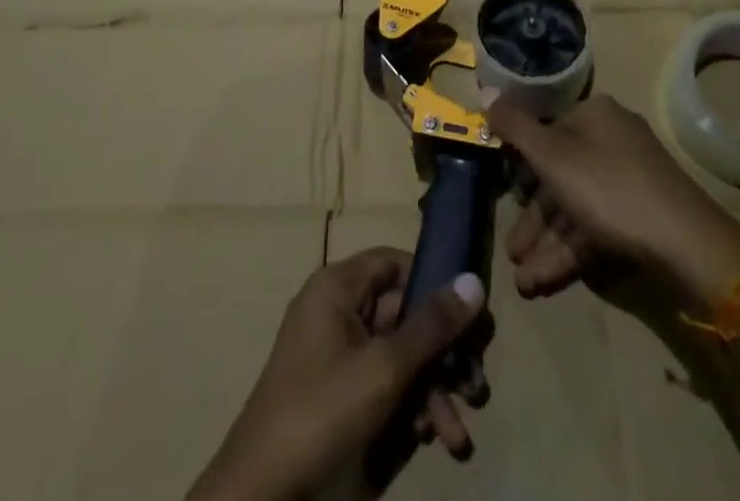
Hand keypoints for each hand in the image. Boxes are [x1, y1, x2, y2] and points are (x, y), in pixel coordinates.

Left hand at [187, 248, 488, 500]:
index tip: (471, 313)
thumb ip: (432, 325)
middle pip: (404, 313)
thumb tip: (474, 280)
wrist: (262, 498)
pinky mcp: (342, 398)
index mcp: (338, 287)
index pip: (395, 262)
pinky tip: (432, 441)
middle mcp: (338, 312)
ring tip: (458, 434)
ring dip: (434, 391)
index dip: (434, 281)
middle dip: (443, 353)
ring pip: (400, 356)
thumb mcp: (385, 367)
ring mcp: (339, 357)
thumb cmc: (322, 412)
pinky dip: (412, 409)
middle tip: (476, 385)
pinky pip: (386, 387)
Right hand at [487, 95, 739, 313]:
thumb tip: (486, 91)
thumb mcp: (552, 155)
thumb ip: (515, 127)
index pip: (547, 132)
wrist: (685, 242)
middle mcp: (612, 138)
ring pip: (577, 206)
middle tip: (511, 252)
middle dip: (533, 219)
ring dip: (548, 244)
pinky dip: (571, 251)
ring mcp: (631, 177)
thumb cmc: (608, 187)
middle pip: (560, 174)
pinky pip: (597, 226)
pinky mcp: (642, 214)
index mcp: (594, 114)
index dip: (521, 165)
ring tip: (523, 283)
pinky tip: (546, 281)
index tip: (503, 196)